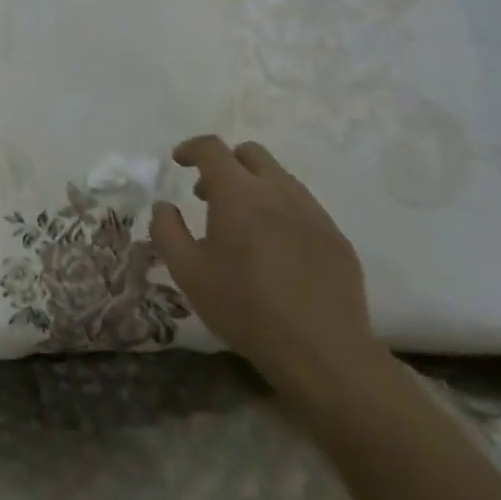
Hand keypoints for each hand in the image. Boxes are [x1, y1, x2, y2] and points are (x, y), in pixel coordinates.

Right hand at [151, 136, 381, 397]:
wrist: (322, 351)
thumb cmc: (245, 307)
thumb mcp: (188, 272)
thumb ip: (167, 231)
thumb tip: (164, 206)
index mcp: (238, 192)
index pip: (211, 148)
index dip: (191, 148)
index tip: (179, 161)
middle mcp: (278, 190)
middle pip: (250, 153)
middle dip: (226, 163)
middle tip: (209, 194)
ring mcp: (313, 212)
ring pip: (280, 178)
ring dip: (255, 187)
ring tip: (243, 225)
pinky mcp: (336, 237)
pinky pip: (304, 208)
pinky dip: (282, 212)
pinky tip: (277, 250)